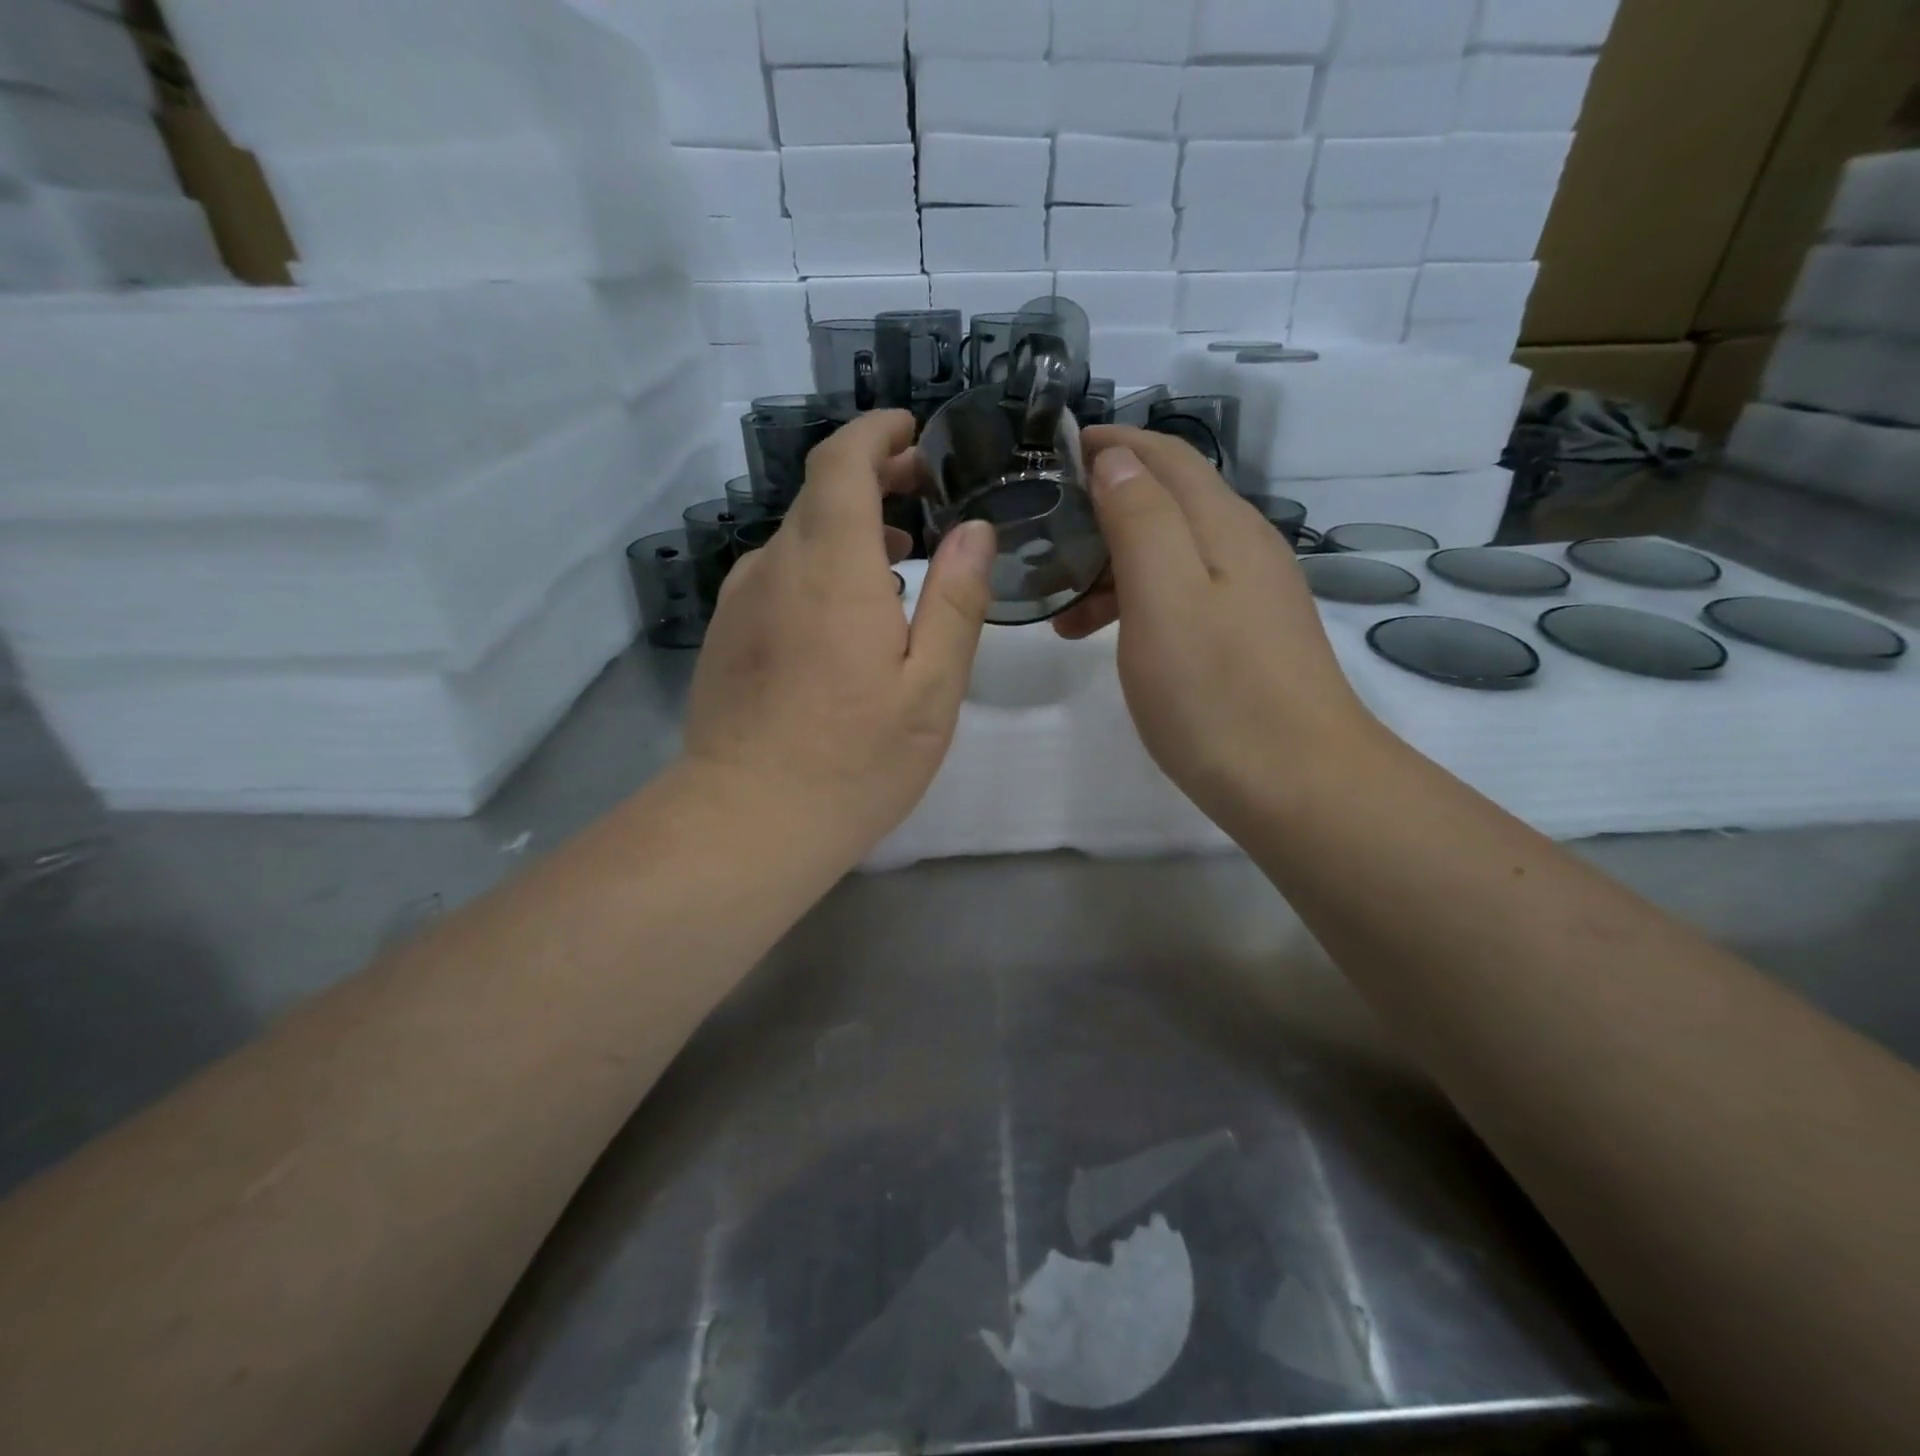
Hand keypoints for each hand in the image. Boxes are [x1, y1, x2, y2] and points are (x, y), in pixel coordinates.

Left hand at [684, 410, 995, 860]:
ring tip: (899, 559)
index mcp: (831, 568)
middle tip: (925, 495)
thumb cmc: (855, 760)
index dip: (876, 433)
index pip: (842, 461)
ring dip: (848, 529)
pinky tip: (848, 614)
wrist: (747, 822)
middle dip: (873, 478)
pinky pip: (777, 575)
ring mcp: (742, 601)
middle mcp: (776, 567)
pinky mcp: (726, 634)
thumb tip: (973, 531)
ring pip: (798, 537)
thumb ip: (956, 601)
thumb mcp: (931, 688)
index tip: (913, 433)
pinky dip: (818, 566)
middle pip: (819, 493)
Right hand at [1053, 427, 1378, 823]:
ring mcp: (1248, 596)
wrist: (1298, 786)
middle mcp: (1243, 548)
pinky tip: (1107, 637)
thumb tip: (1116, 460)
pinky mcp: (1244, 638)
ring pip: (1169, 553)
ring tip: (1058, 605)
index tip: (1051, 452)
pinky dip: (1135, 602)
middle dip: (1102, 505)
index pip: (1165, 457)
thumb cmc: (1217, 693)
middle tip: (1042, 533)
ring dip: (1112, 564)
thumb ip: (1140, 520)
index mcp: (1223, 527)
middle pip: (1167, 502)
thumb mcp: (1163, 598)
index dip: (1111, 444)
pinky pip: (1180, 595)